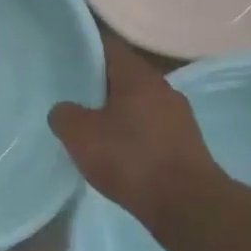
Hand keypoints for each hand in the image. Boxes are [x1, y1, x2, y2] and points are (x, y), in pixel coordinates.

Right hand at [49, 33, 221, 226]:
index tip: (64, 53)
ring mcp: (178, 116)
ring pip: (137, 103)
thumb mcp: (80, 136)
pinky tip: (115, 149)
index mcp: (138, 76)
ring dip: (115, 110)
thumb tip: (63, 110)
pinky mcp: (184, 143)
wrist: (186, 205)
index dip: (84, 47)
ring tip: (89, 123)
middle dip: (98, 82)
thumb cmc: (130, 159)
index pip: (108, 46)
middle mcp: (163, 88)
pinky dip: (130, 133)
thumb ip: (65, 115)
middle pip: (123, 75)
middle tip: (70, 91)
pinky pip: (149, 128)